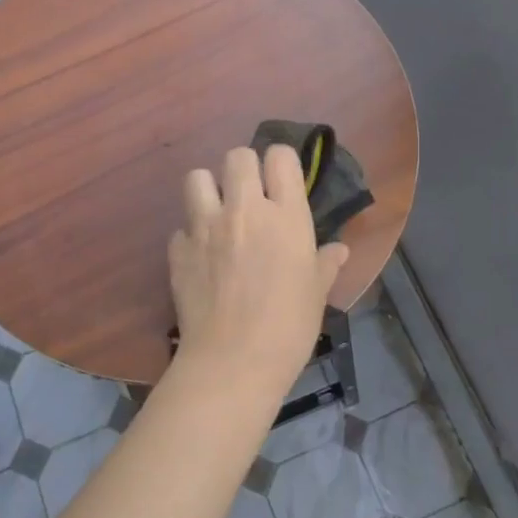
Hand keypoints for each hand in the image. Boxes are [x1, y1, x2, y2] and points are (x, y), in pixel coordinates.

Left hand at [168, 145, 349, 392]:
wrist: (233, 361)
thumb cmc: (288, 327)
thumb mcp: (316, 293)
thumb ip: (325, 264)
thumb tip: (339, 250)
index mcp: (285, 215)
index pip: (280, 157)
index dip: (281, 163)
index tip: (281, 181)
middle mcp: (244, 210)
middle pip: (237, 155)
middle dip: (244, 168)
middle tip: (249, 195)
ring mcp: (205, 226)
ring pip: (197, 178)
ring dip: (208, 189)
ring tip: (217, 213)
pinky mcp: (178, 249)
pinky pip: (180, 226)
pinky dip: (190, 235)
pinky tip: (201, 257)